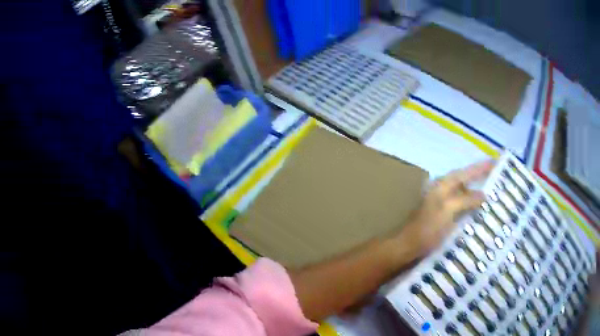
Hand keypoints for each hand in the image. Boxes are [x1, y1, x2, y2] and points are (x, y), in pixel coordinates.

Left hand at [395, 160, 494, 262]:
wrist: (409, 246)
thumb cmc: (428, 228)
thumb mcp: (448, 210)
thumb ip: (466, 200)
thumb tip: (484, 193)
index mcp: (443, 184)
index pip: (466, 171)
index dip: (481, 167)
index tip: (496, 161)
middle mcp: (443, 189)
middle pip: (466, 178)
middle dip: (481, 176)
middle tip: (498, 175)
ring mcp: (443, 201)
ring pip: (464, 191)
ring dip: (477, 190)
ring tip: (493, 191)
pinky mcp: (444, 213)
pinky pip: (462, 203)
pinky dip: (471, 203)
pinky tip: (480, 209)